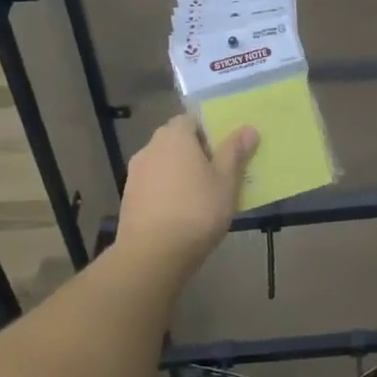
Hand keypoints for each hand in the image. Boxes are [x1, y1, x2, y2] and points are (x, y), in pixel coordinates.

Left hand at [116, 115, 257, 275]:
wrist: (152, 256)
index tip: (222, 151)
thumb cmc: (196, 211)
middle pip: (175, 141)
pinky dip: (165, 192)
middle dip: (194, 153)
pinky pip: (153, 185)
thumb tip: (248, 128)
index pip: (190, 120)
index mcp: (174, 136)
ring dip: (178, 173)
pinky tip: (180, 213)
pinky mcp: (128, 199)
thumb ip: (235, 152)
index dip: (207, 132)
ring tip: (199, 197)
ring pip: (163, 164)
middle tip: (216, 174)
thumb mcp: (226, 181)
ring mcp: (135, 174)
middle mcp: (150, 148)